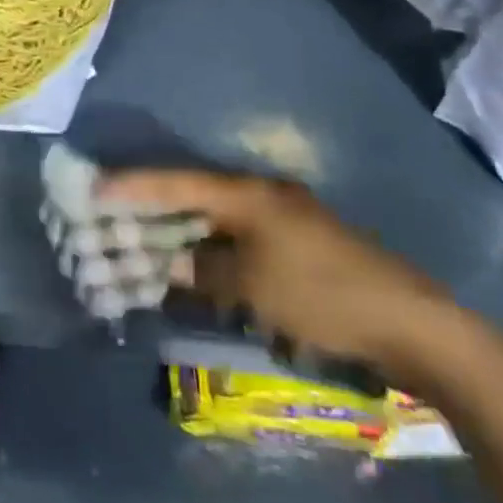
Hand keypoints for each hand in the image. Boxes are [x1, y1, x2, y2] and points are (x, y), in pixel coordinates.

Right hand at [97, 168, 454, 383]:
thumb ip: (204, 271)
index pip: (177, 182)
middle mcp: (261, 194)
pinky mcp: (295, 242)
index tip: (94, 185)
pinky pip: (236, 237)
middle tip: (111, 214)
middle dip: (152, 205)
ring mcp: (281, 216)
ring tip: (143, 241)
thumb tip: (170, 263)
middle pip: (193, 193)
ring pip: (214, 216)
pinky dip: (210, 248)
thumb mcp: (255, 288)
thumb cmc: (322, 294)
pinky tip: (195, 265)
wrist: (408, 321)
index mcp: (248, 193)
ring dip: (181, 229)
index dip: (134, 185)